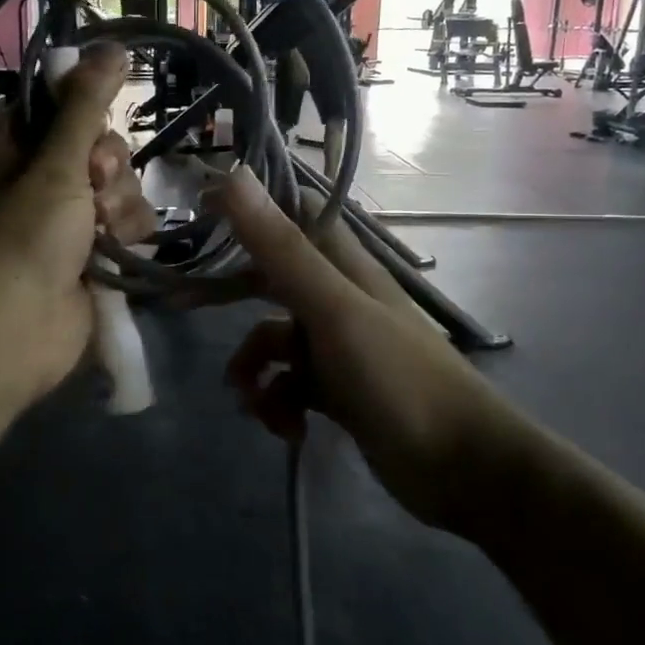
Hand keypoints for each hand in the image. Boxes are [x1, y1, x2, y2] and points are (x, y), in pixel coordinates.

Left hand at [0, 44, 153, 405]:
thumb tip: (112, 46)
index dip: (83, 112)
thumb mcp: (53, 166)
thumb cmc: (19, 241)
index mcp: (7, 152)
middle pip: (95, 147)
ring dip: (119, 203)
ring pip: (116, 187)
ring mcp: (62, 223)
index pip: (55, 108)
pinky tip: (118, 249)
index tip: (96, 126)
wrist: (8, 337)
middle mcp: (33, 182)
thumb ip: (85, 106)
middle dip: (106, 166)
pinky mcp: (87, 257)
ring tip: (104, 230)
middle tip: (95, 185)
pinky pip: (124, 226)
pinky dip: (126, 234)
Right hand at [208, 170, 548, 536]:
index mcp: (343, 265)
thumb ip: (282, 248)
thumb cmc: (399, 378)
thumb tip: (234, 176)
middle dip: (230, 294)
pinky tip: (290, 430)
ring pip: (272, 342)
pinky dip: (278, 405)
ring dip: (255, 371)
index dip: (250, 205)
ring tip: (255, 403)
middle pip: (270, 278)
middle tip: (183, 304)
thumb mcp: (333, 310)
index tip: (200, 209)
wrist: (462, 468)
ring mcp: (336, 346)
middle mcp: (337, 297)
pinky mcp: (335, 391)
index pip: (293, 212)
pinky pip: (287, 386)